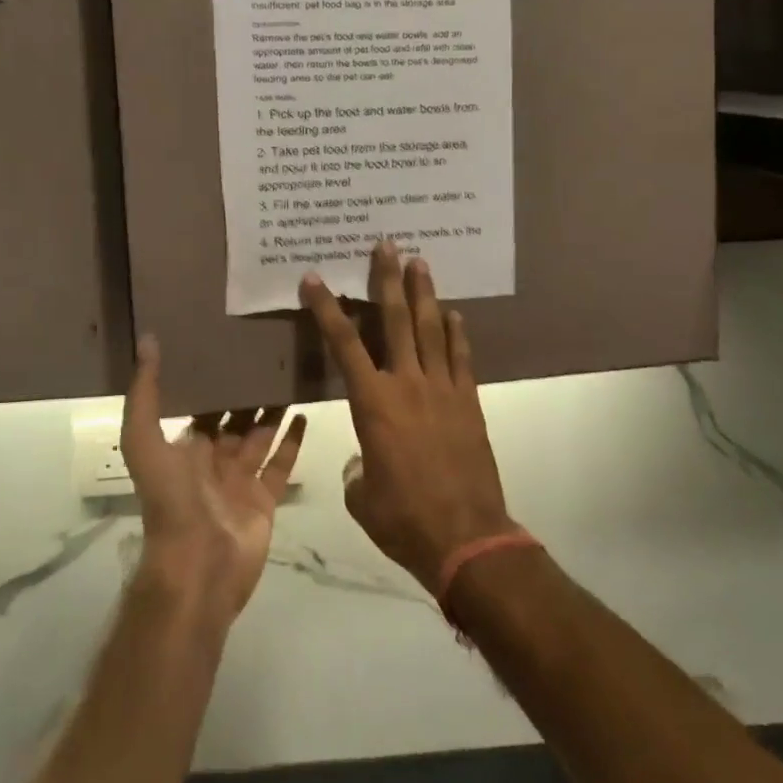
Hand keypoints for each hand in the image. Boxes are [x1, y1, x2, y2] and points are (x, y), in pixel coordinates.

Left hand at [120, 335, 307, 621]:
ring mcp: (241, 480)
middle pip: (234, 418)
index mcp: (184, 448)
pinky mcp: (266, 498)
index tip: (229, 344)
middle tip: (268, 353)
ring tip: (290, 375)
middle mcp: (213, 460)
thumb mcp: (145, 441)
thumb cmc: (171, 500)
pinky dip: (293, 440)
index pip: (201, 405)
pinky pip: (282, 463)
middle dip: (247, 391)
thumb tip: (147, 340)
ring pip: (260, 436)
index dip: (212, 379)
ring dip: (273, 409)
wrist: (197, 566)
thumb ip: (145, 394)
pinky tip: (305, 412)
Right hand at [300, 242, 515, 593]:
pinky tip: (454, 314)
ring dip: (424, 293)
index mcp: (373, 404)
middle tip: (386, 244)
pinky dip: (457, 333)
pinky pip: (461, 358)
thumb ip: (357, 470)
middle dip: (387, 279)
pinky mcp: (469, 402)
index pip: (343, 344)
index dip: (327, 308)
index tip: (314, 278)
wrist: (467, 538)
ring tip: (420, 261)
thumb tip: (363, 461)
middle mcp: (407, 384)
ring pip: (431, 329)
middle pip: (396, 320)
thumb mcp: (361, 496)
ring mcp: (443, 390)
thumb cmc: (403, 518)